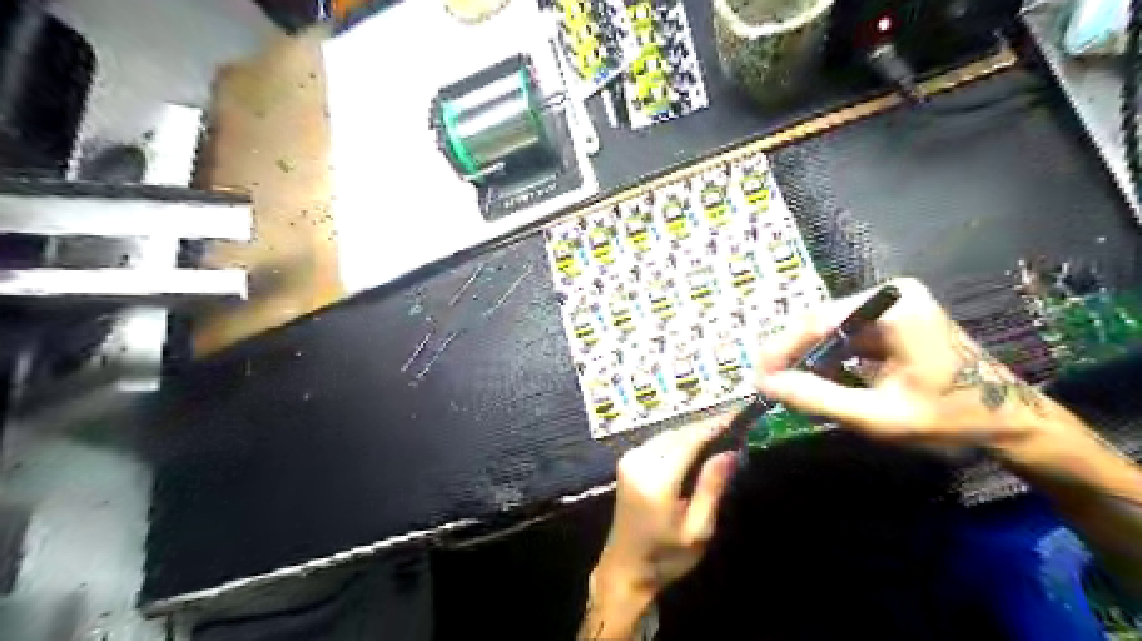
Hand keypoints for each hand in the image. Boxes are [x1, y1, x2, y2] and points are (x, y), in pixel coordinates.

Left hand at [588, 420, 740, 630]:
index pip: (688, 440)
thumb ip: (711, 487)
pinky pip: (658, 441)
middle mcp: (639, 461)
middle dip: (705, 427)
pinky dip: (679, 439)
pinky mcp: (627, 460)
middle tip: (735, 424)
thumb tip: (730, 451)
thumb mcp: (698, 529)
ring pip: (668, 434)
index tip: (738, 415)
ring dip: (692, 432)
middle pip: (678, 433)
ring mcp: (629, 459)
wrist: (625, 567)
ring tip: (721, 433)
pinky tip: (696, 445)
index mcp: (656, 480)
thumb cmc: (666, 556)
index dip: (713, 425)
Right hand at [756, 278, 1056, 450]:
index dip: (781, 349)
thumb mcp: (880, 416)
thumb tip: (766, 385)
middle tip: (766, 384)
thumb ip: (819, 398)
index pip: (818, 321)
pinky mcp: (889, 319)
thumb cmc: (951, 418)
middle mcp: (889, 294)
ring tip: (785, 385)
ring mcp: (890, 305)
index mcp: (893, 306)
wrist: (1011, 421)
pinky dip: (825, 359)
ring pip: (828, 330)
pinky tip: (813, 379)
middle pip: (820, 322)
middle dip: (791, 354)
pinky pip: (844, 337)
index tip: (757, 377)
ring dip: (806, 358)